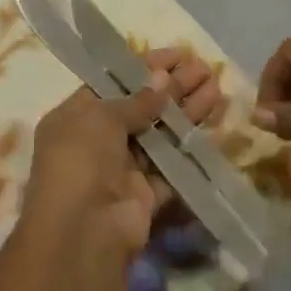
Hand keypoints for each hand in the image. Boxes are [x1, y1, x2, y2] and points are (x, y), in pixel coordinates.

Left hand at [15, 50, 219, 290]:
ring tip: (215, 83)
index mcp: (75, 117)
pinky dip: (191, 144)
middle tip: (203, 67)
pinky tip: (214, 122)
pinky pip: (172, 163)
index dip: (144, 67)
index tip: (176, 55)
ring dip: (187, 109)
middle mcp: (97, 141)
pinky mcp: (147, 196)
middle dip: (172, 86)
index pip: (113, 83)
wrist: (82, 235)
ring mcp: (123, 169)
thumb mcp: (100, 116)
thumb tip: (162, 78)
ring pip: (160, 132)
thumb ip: (135, 99)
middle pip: (140, 106)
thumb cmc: (80, 160)